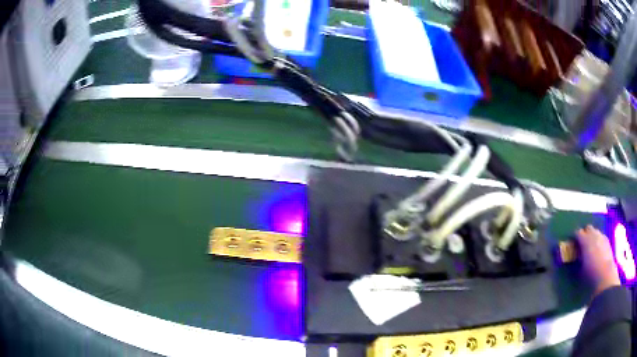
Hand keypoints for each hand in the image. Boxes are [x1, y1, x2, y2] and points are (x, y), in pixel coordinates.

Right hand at [576, 225, 620, 296]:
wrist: (606, 277)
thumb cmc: (591, 275)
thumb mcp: (581, 269)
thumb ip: (578, 258)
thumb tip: (576, 255)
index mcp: (586, 240)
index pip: (578, 232)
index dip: (575, 236)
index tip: (572, 243)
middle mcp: (594, 235)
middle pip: (588, 228)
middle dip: (584, 233)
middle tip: (581, 243)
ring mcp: (602, 237)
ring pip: (596, 231)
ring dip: (592, 236)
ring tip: (589, 246)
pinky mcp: (607, 242)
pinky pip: (601, 236)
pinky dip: (598, 240)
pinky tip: (597, 249)